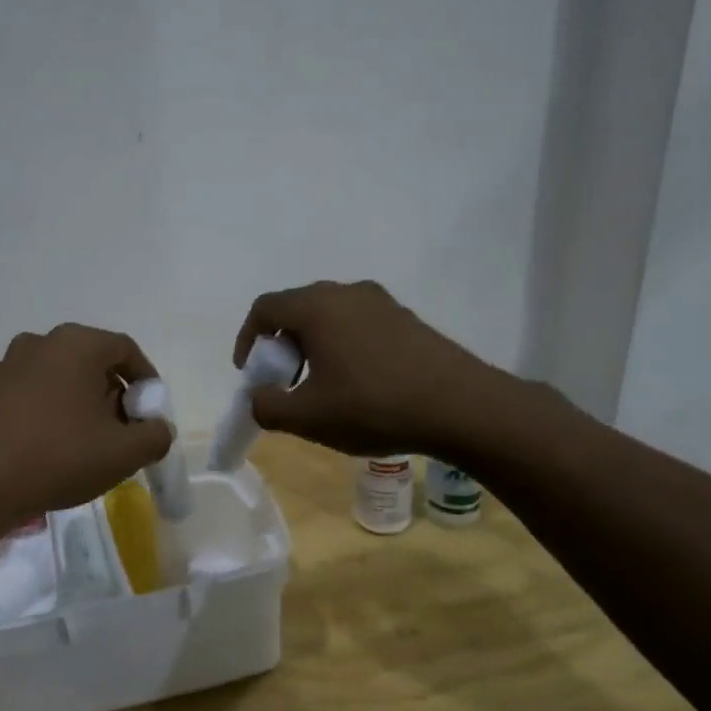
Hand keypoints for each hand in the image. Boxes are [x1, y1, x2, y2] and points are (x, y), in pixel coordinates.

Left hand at [0, 324, 173, 532]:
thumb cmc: (57, 457)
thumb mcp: (123, 453)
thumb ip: (154, 436)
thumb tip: (156, 428)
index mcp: (76, 344)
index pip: (125, 349)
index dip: (146, 381)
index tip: (150, 414)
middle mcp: (39, 342)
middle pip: (91, 362)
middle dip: (113, 394)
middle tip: (121, 432)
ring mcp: (6, 366)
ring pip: (58, 378)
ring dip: (79, 404)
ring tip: (84, 444)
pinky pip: (30, 395)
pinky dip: (47, 413)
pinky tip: (46, 449)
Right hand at [232, 280, 524, 461]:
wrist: (462, 407)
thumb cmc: (374, 406)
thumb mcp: (308, 418)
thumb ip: (267, 406)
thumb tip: (258, 397)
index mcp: (317, 307)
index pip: (265, 308)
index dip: (248, 339)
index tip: (251, 373)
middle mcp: (347, 293)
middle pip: (297, 308)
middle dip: (281, 345)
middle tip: (284, 381)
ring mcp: (382, 303)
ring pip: (330, 316)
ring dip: (313, 346)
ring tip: (321, 386)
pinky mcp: (406, 318)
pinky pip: (358, 324)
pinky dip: (342, 346)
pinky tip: (358, 383)